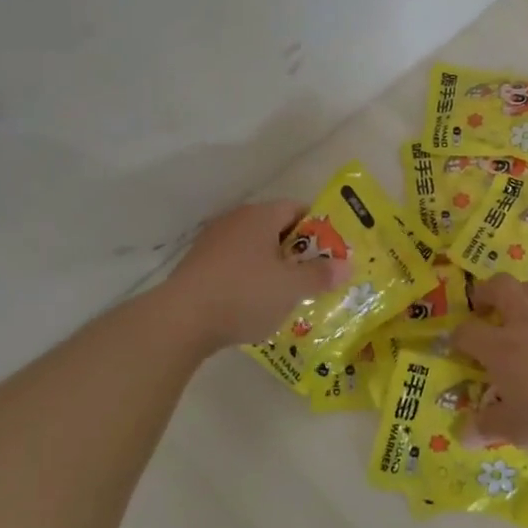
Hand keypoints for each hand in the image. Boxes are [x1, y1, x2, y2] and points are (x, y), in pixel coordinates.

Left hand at [161, 201, 349, 351]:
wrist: (181, 319)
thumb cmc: (244, 294)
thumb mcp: (291, 288)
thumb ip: (320, 275)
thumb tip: (346, 265)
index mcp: (261, 216)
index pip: (298, 208)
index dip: (319, 228)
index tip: (332, 253)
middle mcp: (236, 220)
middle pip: (276, 228)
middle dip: (297, 251)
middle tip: (314, 276)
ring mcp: (213, 242)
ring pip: (254, 248)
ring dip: (272, 267)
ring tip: (287, 294)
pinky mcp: (198, 265)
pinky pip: (235, 265)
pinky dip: (249, 278)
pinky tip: (254, 304)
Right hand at [453, 273, 527, 463]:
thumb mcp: (517, 431)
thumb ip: (487, 426)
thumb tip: (464, 433)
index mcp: (501, 348)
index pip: (467, 331)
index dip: (458, 338)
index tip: (459, 347)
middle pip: (501, 286)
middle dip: (486, 292)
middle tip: (484, 308)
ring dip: (520, 300)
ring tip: (523, 324)